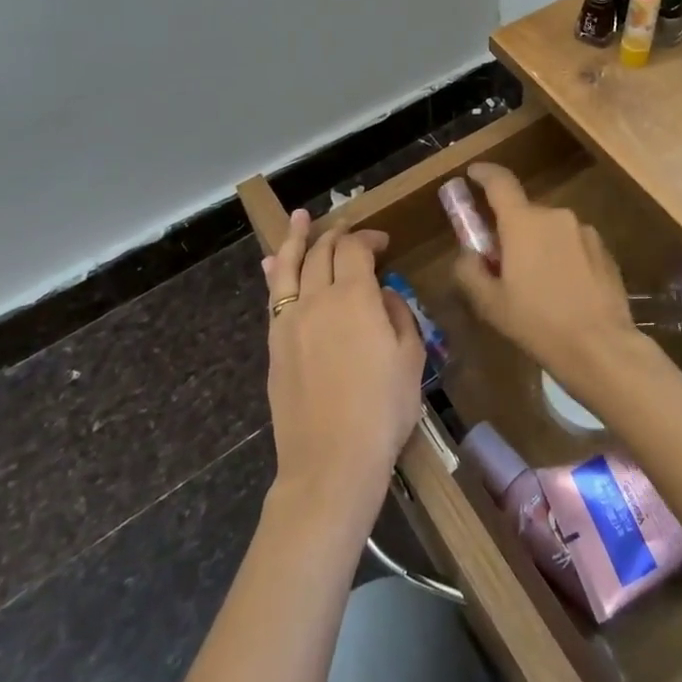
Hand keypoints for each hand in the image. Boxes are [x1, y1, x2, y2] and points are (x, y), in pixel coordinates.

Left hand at [262, 210, 424, 519]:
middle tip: (350, 232)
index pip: (355, 249)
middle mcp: (317, 299)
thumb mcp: (410, 358)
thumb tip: (383, 294)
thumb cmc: (382, 409)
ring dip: (295, 239)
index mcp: (354, 296)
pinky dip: (275, 273)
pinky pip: (273, 296)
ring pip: (288, 267)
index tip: (383, 243)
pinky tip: (271, 264)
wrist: (330, 462)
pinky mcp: (275, 345)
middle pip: (322, 252)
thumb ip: (398, 315)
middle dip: (337, 235)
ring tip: (299, 219)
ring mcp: (289, 322)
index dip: (368, 237)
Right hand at [451, 163, 637, 391]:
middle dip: (512, 231)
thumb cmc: (538, 323)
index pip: (500, 182)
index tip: (472, 174)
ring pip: (551, 231)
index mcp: (523, 222)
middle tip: (504, 264)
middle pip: (525, 213)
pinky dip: (564, 258)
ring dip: (540, 247)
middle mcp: (555, 216)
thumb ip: (470, 270)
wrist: (600, 346)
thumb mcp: (490, 303)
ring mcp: (584, 231)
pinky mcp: (604, 250)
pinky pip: (574, 245)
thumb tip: (468, 253)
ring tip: (539, 287)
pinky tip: (566, 292)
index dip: (483, 174)